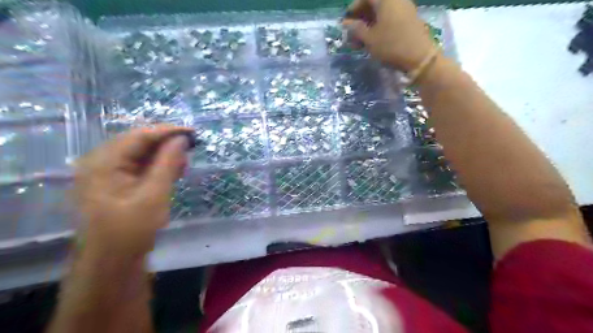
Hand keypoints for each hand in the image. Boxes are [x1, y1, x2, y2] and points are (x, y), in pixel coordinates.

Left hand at [73, 127, 190, 255]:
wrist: (112, 263)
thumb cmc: (131, 230)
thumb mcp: (154, 195)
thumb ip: (168, 164)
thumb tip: (182, 139)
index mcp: (103, 163)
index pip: (139, 136)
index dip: (168, 131)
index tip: (193, 132)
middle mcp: (101, 163)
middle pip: (138, 142)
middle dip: (166, 144)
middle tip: (191, 149)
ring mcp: (106, 174)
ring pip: (140, 154)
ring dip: (164, 156)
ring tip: (184, 164)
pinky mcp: (115, 184)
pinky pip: (139, 167)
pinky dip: (157, 167)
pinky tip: (173, 172)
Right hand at [344, 0, 434, 70]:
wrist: (420, 57)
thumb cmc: (391, 45)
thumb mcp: (369, 39)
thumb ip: (356, 29)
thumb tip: (346, 23)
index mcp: (386, 0)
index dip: (354, 8)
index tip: (346, 21)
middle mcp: (396, 0)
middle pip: (375, 5)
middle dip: (361, 18)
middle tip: (352, 33)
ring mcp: (405, 9)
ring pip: (382, 14)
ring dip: (369, 26)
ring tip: (359, 42)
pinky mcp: (409, 21)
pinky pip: (390, 20)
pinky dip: (379, 28)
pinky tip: (373, 41)